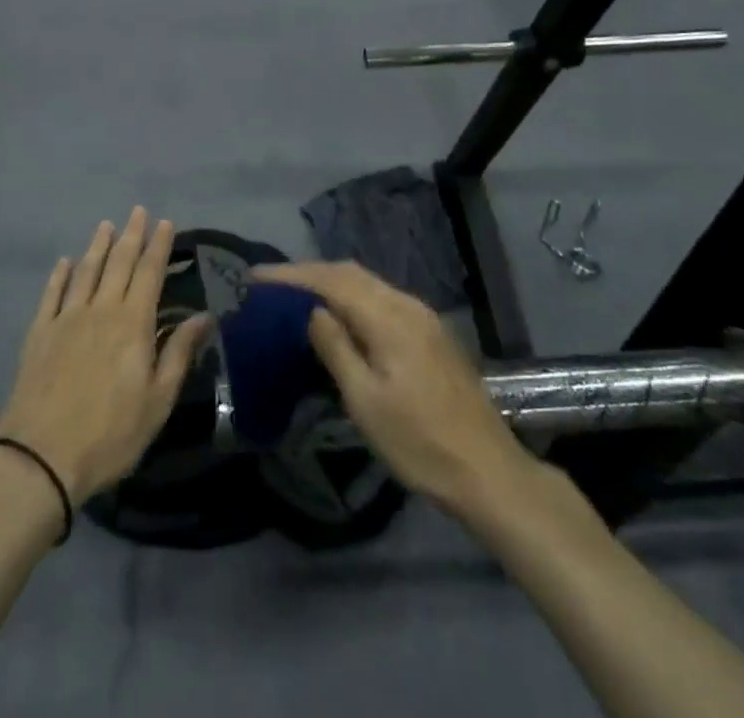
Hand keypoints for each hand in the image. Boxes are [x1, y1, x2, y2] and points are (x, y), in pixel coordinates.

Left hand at [0, 209, 211, 502]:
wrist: (39, 458)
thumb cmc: (109, 434)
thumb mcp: (157, 401)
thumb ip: (179, 353)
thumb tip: (204, 316)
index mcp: (133, 324)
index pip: (150, 273)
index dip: (159, 246)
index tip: (165, 222)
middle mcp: (101, 310)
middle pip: (118, 263)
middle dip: (131, 235)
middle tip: (138, 211)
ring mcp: (66, 319)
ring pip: (86, 272)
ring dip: (98, 246)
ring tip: (106, 225)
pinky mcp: (39, 334)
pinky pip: (51, 295)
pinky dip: (59, 275)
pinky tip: (64, 262)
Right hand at [254, 262, 532, 515]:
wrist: (487, 470)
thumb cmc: (419, 442)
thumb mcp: (365, 401)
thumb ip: (337, 348)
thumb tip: (312, 311)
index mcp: (389, 317)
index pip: (331, 281)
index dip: (292, 275)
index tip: (255, 276)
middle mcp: (407, 304)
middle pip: (351, 273)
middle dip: (309, 273)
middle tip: (271, 284)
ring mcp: (423, 316)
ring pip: (368, 283)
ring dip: (331, 282)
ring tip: (297, 294)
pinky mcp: (431, 332)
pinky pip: (382, 298)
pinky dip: (353, 296)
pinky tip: (340, 313)